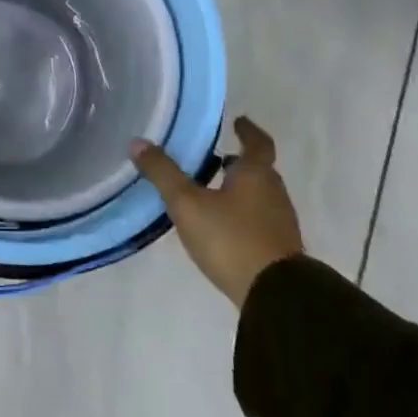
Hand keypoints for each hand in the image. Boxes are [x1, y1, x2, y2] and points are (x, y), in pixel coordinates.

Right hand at [131, 116, 304, 307]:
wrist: (275, 295)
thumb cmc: (231, 238)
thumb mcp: (188, 204)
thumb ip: (163, 173)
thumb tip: (137, 142)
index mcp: (256, 174)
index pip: (257, 143)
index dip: (248, 130)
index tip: (239, 121)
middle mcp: (274, 192)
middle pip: (258, 170)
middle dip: (238, 162)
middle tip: (215, 158)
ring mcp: (280, 222)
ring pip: (259, 195)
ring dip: (239, 189)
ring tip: (211, 192)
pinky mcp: (279, 248)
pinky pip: (259, 219)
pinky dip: (242, 213)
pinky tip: (222, 226)